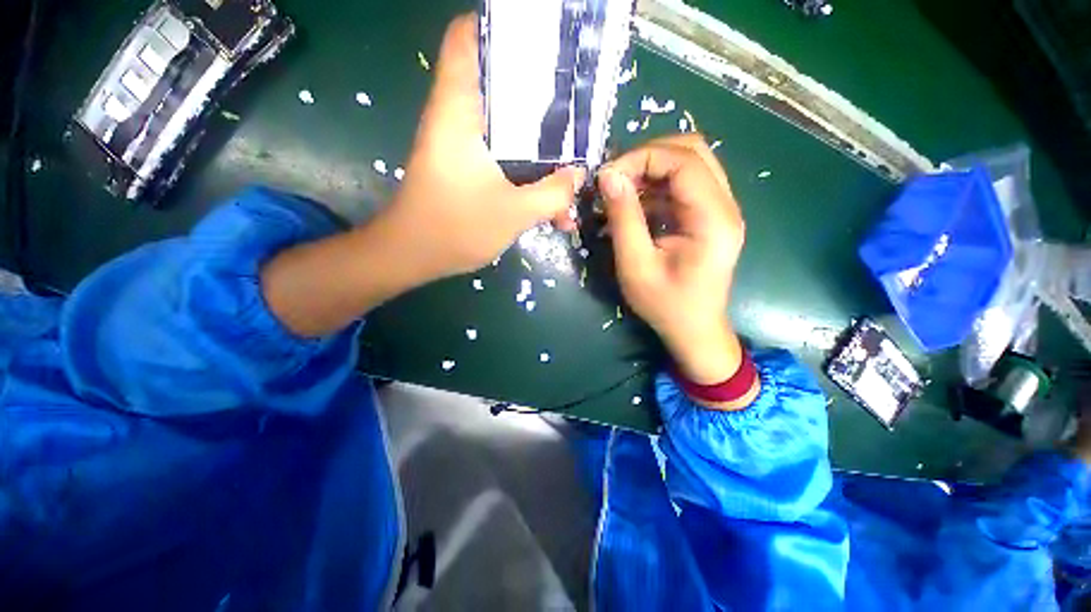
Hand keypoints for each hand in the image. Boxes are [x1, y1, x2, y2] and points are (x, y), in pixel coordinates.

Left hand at [383, 13, 583, 280]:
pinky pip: (504, 157)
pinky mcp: (467, 168)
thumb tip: (579, 175)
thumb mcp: (514, 213)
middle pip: (499, 83)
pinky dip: (526, 170)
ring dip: (539, 144)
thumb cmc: (455, 229)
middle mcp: (459, 119)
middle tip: (575, 104)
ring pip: (507, 126)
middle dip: (539, 91)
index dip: (501, 27)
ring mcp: (463, 145)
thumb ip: (553, 193)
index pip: (468, 39)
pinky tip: (549, 197)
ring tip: (571, 157)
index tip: (542, 40)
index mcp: (459, 111)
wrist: (414, 257)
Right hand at [599, 135, 746, 387]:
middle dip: (647, 157)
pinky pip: (684, 185)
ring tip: (620, 191)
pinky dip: (656, 187)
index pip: (684, 160)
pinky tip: (634, 205)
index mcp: (713, 218)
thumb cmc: (665, 304)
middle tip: (615, 179)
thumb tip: (608, 176)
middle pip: (692, 151)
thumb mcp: (636, 265)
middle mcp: (725, 205)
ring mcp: (720, 209)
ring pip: (689, 164)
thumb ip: (624, 218)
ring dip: (651, 170)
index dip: (642, 158)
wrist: (694, 329)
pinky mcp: (709, 217)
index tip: (608, 176)